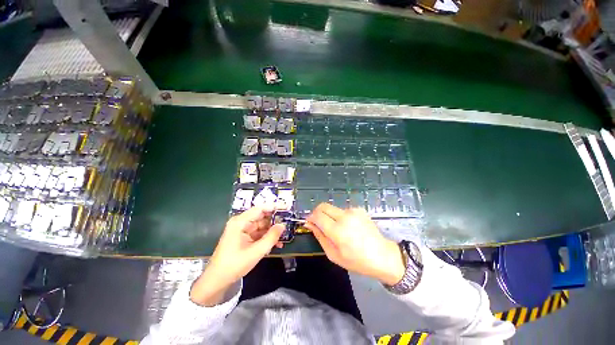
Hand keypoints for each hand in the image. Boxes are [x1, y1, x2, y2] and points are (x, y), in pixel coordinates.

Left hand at [190, 206, 284, 305]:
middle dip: (275, 220)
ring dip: (272, 230)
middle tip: (289, 221)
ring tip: (285, 234)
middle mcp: (241, 223)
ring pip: (262, 225)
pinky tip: (277, 243)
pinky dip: (267, 237)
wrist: (217, 281)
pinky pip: (258, 233)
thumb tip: (283, 225)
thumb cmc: (234, 265)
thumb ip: (271, 237)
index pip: (260, 209)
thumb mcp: (256, 251)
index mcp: (240, 222)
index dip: (274, 206)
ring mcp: (242, 230)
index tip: (286, 207)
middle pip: (261, 216)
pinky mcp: (244, 237)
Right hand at [304, 203, 404, 285]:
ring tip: (338, 230)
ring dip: (330, 216)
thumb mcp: (334, 255)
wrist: (383, 256)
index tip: (310, 223)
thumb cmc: (357, 261)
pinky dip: (340, 217)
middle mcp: (344, 216)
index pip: (317, 215)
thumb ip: (320, 237)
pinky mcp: (359, 209)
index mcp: (337, 230)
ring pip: (332, 208)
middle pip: (323, 206)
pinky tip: (349, 227)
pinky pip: (343, 210)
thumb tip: (309, 224)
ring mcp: (353, 211)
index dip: (310, 217)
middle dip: (317, 213)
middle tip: (319, 224)